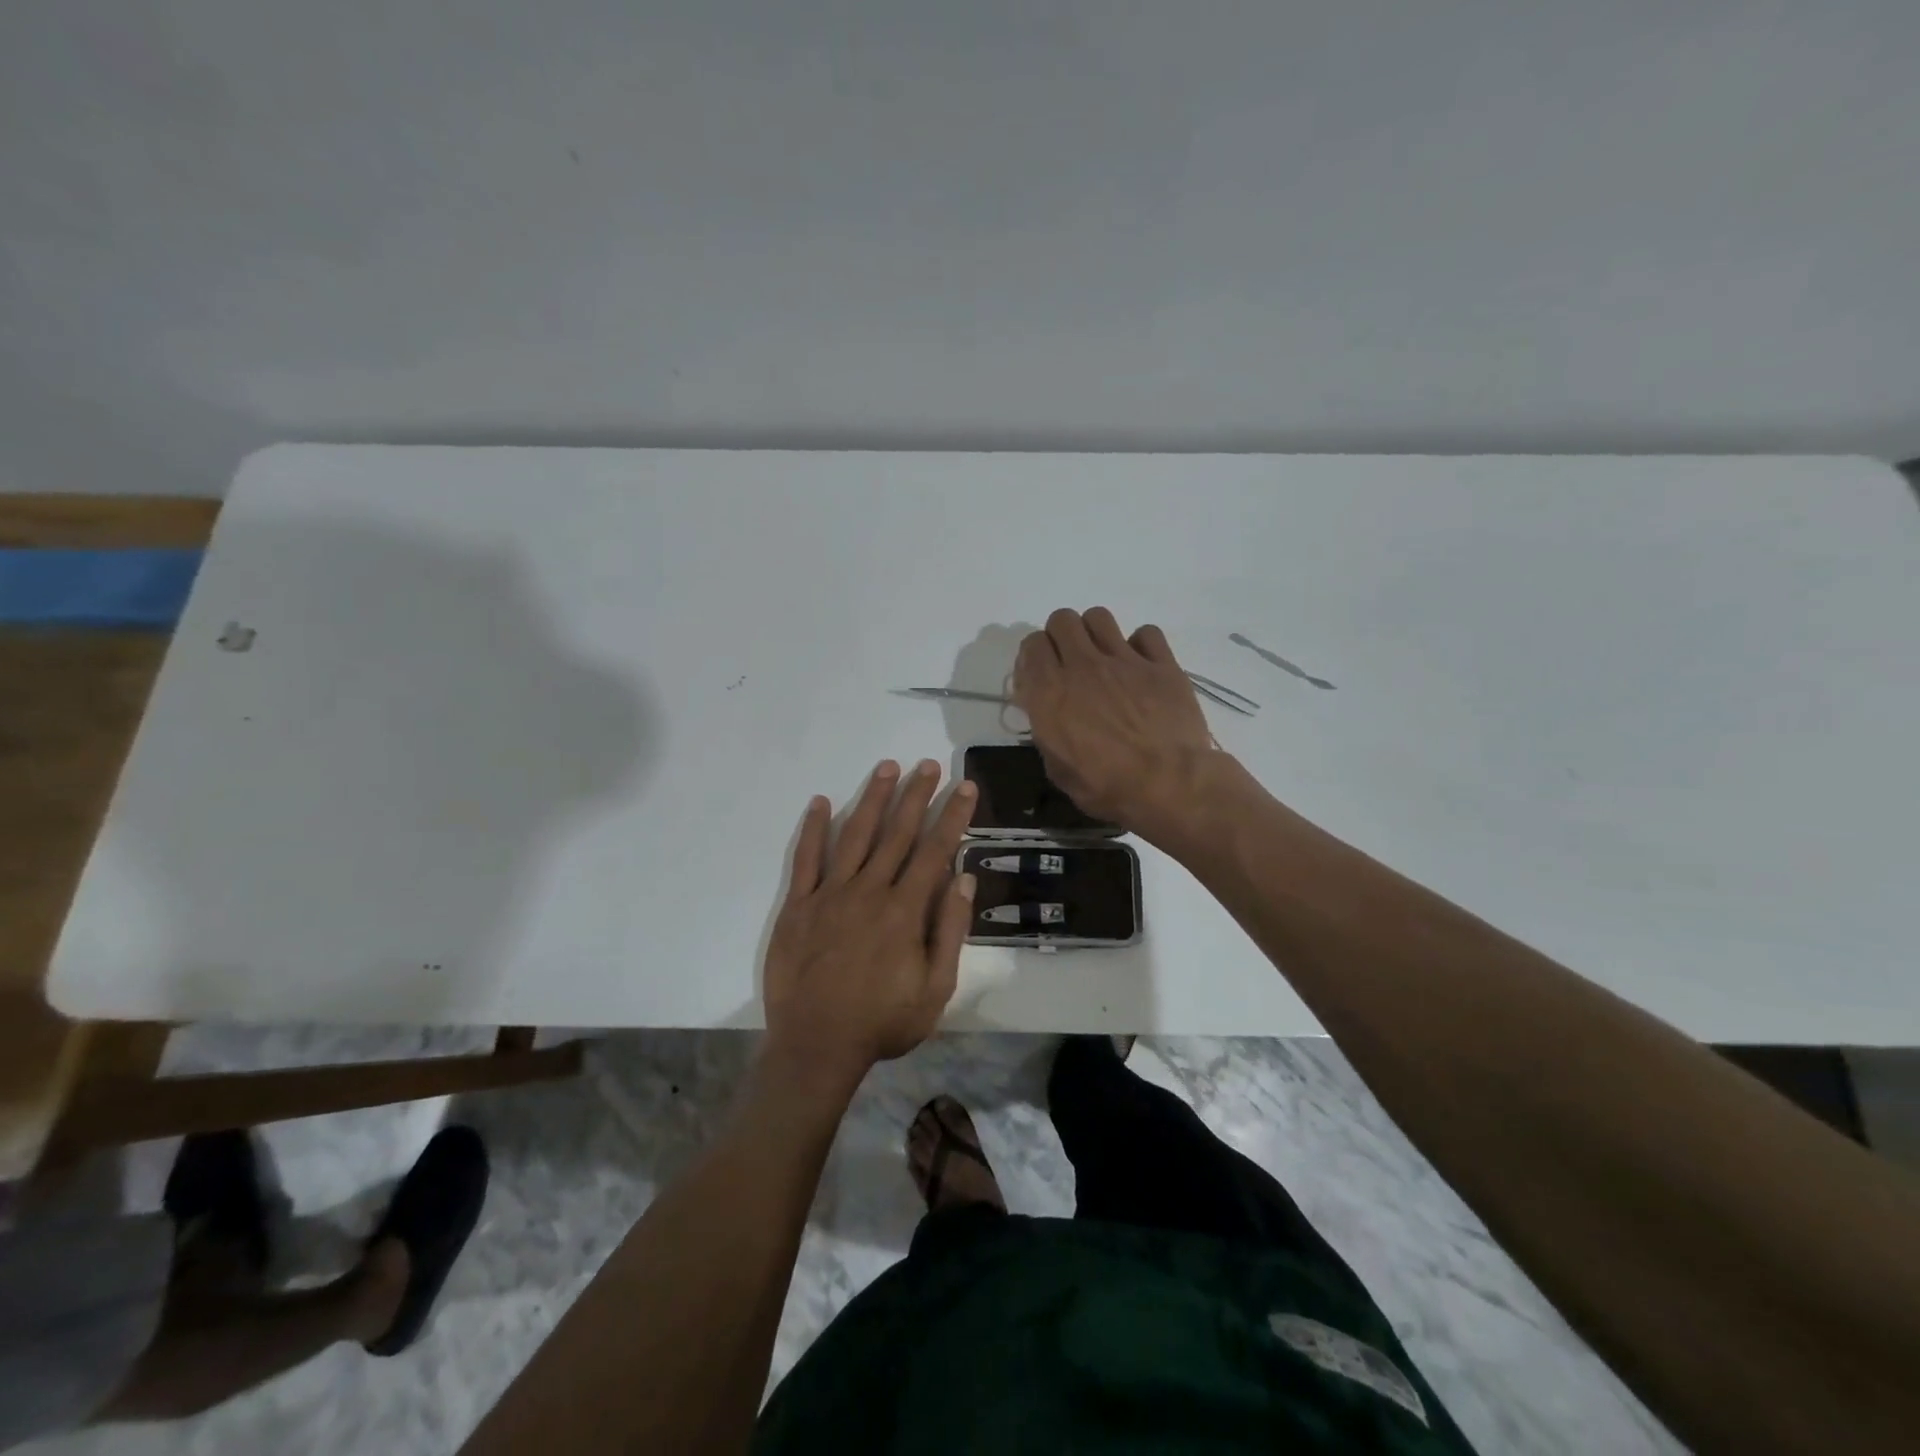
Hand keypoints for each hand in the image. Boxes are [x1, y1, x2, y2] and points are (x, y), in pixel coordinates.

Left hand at [762, 759, 977, 1096]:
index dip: (952, 816)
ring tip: (887, 768)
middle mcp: (869, 891)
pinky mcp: (798, 905)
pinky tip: (822, 802)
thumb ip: (950, 930)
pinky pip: (806, 859)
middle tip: (927, 764)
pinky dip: (814, 829)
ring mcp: (830, 894)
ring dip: (873, 799)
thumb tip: (965, 878)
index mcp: (904, 910)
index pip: (935, 850)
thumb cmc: (882, 1021)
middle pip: (897, 833)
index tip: (964, 786)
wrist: (816, 1046)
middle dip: (916, 795)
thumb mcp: (935, 988)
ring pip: (856, 836)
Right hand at [1013, 607, 1214, 836]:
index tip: (1040, 677)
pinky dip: (1141, 645)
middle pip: (1062, 620)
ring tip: (1103, 657)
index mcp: (1051, 692)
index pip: (1031, 644)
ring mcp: (1125, 660)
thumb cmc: (1107, 787)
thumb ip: (1047, 733)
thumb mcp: (1058, 769)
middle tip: (1070, 663)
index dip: (1034, 657)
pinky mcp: (1161, 664)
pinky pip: (1146, 633)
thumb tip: (1048, 717)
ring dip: (1095, 633)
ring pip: (1099, 617)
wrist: (1168, 785)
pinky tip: (1142, 666)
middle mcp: (1083, 666)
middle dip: (1061, 636)